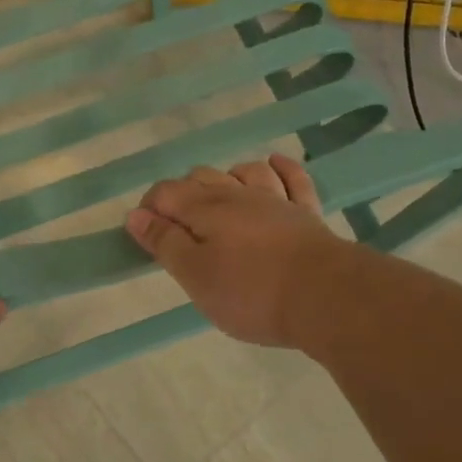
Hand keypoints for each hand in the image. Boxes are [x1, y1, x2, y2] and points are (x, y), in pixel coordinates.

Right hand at [126, 154, 349, 348]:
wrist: (326, 297)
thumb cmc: (251, 292)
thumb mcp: (196, 276)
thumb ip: (164, 243)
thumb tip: (135, 215)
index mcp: (205, 209)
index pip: (165, 193)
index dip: (150, 209)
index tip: (145, 235)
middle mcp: (237, 194)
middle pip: (201, 177)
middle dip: (182, 194)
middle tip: (177, 227)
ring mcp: (275, 199)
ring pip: (245, 172)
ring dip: (226, 177)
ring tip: (218, 197)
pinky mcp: (306, 213)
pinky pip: (293, 179)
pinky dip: (281, 168)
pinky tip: (274, 164)